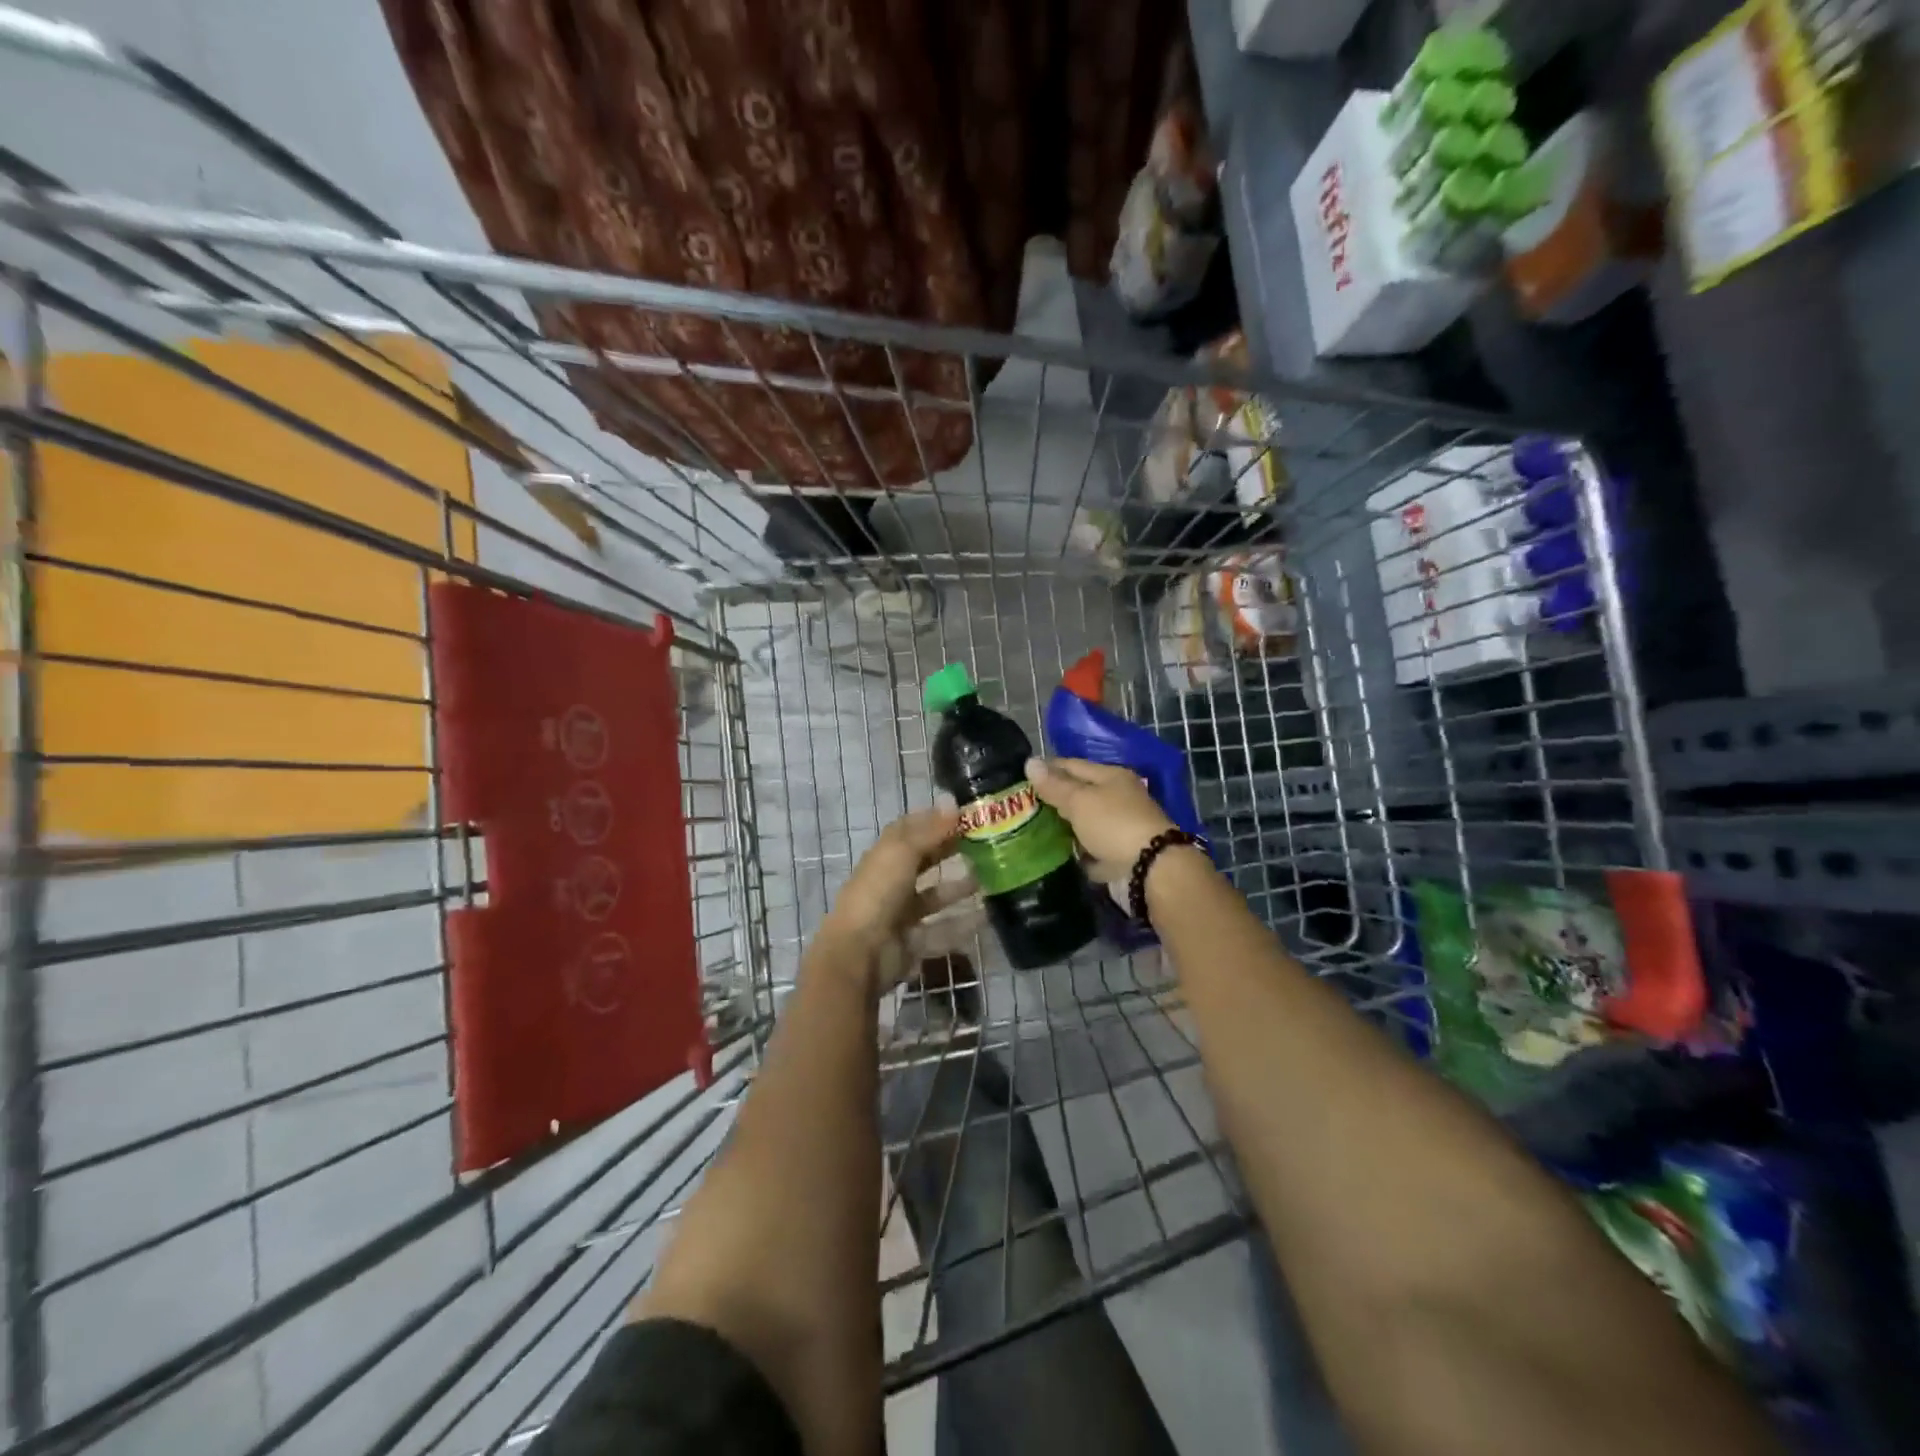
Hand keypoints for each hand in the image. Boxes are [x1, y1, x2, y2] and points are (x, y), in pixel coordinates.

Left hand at [816, 807, 978, 995]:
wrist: (859, 954)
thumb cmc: (878, 894)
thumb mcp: (903, 854)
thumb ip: (930, 831)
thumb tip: (953, 802)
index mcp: (884, 856)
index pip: (908, 831)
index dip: (932, 820)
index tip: (963, 814)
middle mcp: (891, 882)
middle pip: (923, 861)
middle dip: (949, 851)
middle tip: (983, 843)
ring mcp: (901, 914)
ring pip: (934, 896)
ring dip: (958, 888)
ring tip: (990, 878)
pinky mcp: (913, 941)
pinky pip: (941, 930)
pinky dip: (962, 924)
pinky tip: (986, 916)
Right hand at [1025, 757, 1176, 880]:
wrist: (1151, 869)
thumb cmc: (1113, 824)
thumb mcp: (1080, 800)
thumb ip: (1054, 785)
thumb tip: (1030, 761)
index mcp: (1112, 777)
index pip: (1073, 765)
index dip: (1048, 769)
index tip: (1021, 778)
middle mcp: (1119, 798)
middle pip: (1081, 794)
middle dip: (1054, 799)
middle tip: (1023, 806)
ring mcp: (1121, 827)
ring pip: (1086, 822)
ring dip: (1065, 826)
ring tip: (1033, 831)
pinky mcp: (1121, 854)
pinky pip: (1093, 849)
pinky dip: (1078, 851)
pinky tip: (1057, 854)